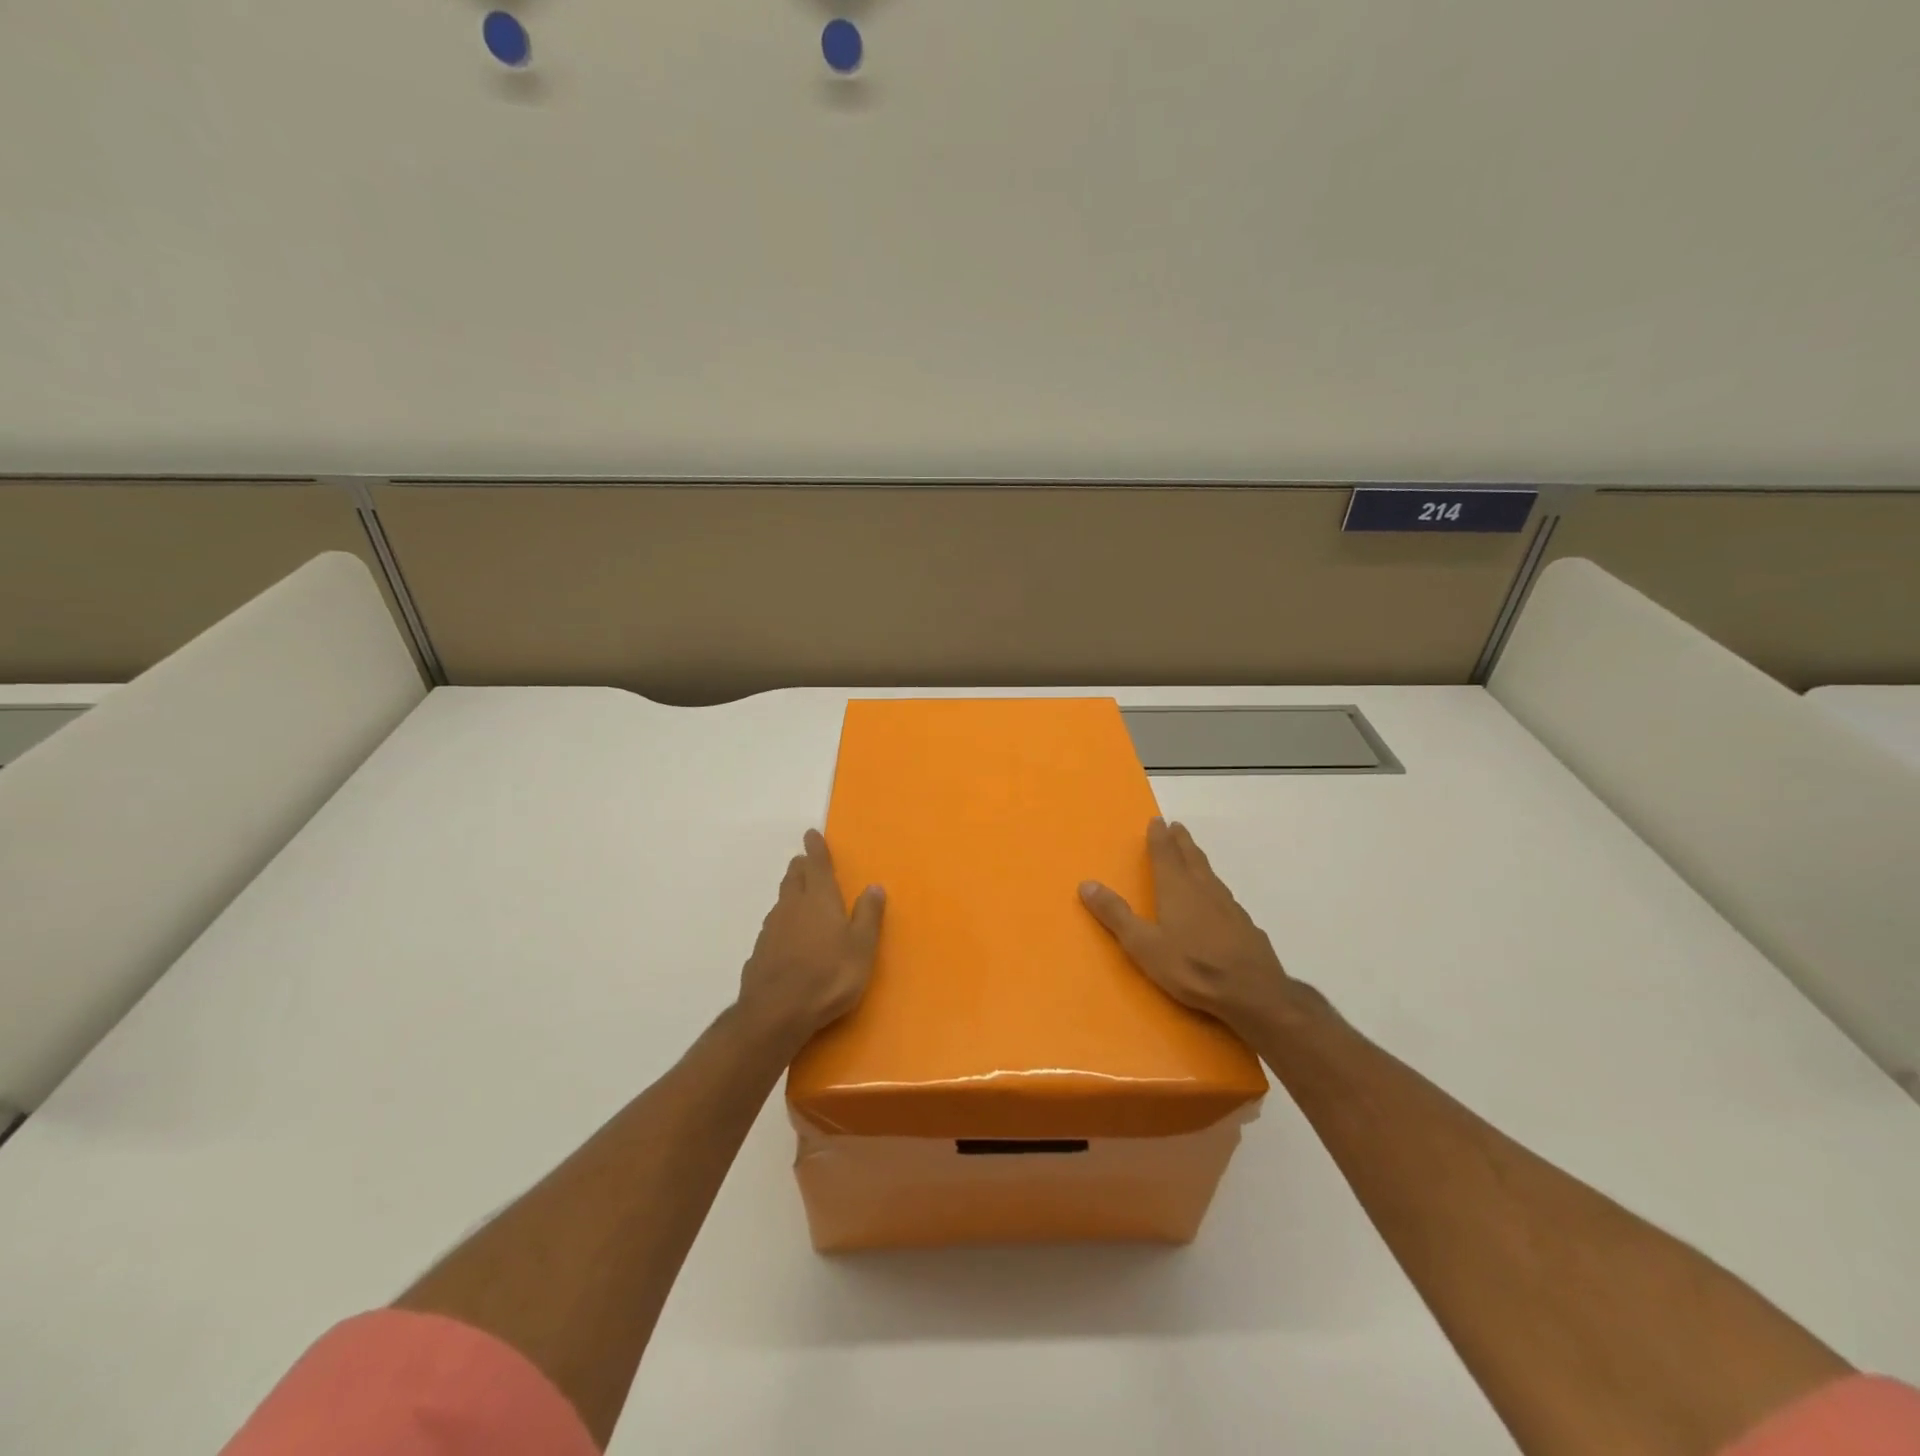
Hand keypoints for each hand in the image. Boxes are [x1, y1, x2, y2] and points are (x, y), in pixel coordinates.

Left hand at [738, 830, 885, 1053]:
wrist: (776, 1012)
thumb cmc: (829, 976)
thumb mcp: (862, 947)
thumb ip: (868, 916)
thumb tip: (875, 886)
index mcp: (819, 900)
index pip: (817, 865)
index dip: (815, 848)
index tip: (810, 834)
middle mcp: (792, 907)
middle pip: (794, 878)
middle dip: (800, 867)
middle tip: (804, 861)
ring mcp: (772, 929)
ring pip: (781, 901)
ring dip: (790, 893)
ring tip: (797, 895)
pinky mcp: (759, 952)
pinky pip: (773, 927)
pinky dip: (782, 922)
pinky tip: (786, 936)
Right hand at [1080, 817, 1304, 1040]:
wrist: (1253, 993)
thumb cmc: (1191, 967)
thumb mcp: (1143, 945)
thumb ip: (1115, 915)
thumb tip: (1086, 884)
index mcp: (1177, 889)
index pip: (1165, 854)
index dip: (1159, 837)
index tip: (1157, 820)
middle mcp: (1204, 889)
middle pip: (1191, 857)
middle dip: (1181, 841)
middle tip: (1177, 827)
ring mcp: (1229, 907)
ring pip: (1210, 874)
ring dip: (1199, 860)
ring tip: (1193, 855)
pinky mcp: (1245, 926)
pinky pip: (1225, 897)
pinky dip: (1215, 887)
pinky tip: (1218, 901)